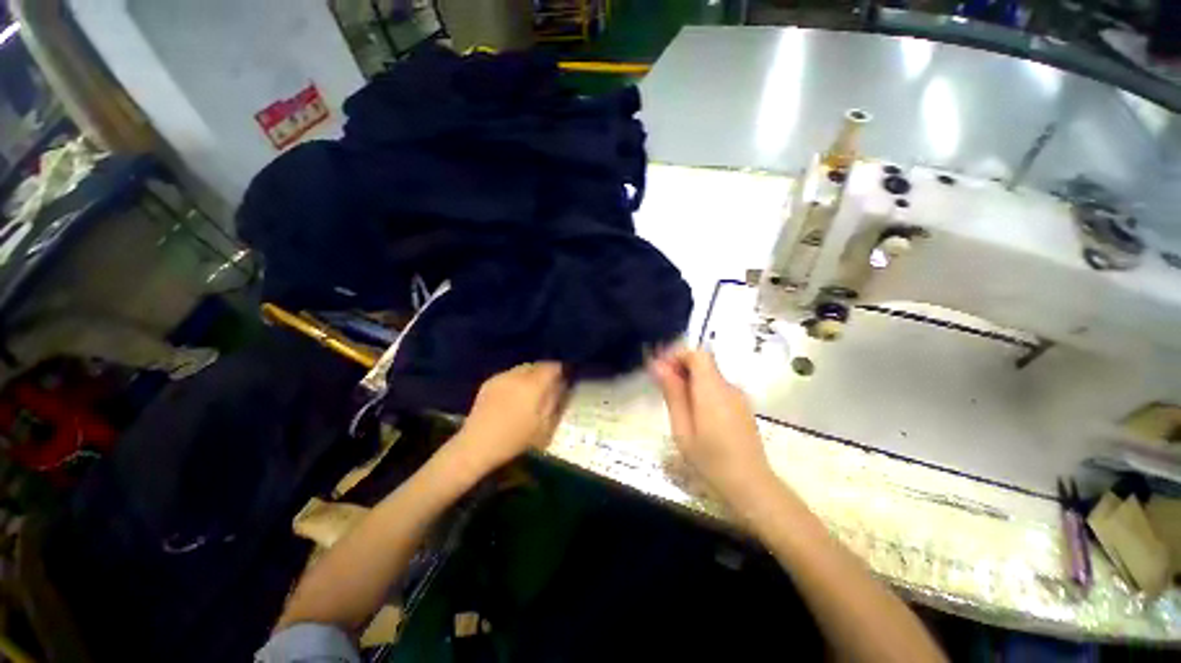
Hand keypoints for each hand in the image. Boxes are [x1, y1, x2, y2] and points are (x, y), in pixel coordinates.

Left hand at [448, 362, 567, 477]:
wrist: (477, 445)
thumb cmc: (515, 439)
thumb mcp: (544, 425)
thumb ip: (555, 400)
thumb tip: (561, 384)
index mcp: (534, 384)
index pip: (552, 366)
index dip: (560, 370)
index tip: (564, 378)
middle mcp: (518, 375)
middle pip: (537, 365)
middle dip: (545, 372)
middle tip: (549, 385)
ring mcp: (502, 377)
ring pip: (523, 368)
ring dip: (531, 375)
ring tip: (531, 390)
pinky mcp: (489, 382)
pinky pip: (509, 374)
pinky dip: (516, 380)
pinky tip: (514, 394)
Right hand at [650, 349, 773, 504]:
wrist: (750, 484)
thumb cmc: (710, 459)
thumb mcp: (682, 428)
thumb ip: (672, 393)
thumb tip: (658, 366)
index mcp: (712, 389)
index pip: (697, 354)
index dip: (677, 356)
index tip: (661, 370)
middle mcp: (728, 387)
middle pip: (703, 363)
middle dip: (680, 369)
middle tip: (663, 388)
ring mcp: (738, 397)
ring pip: (710, 376)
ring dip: (690, 381)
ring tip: (676, 406)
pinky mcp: (742, 407)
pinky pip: (718, 389)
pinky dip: (702, 391)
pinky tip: (696, 415)